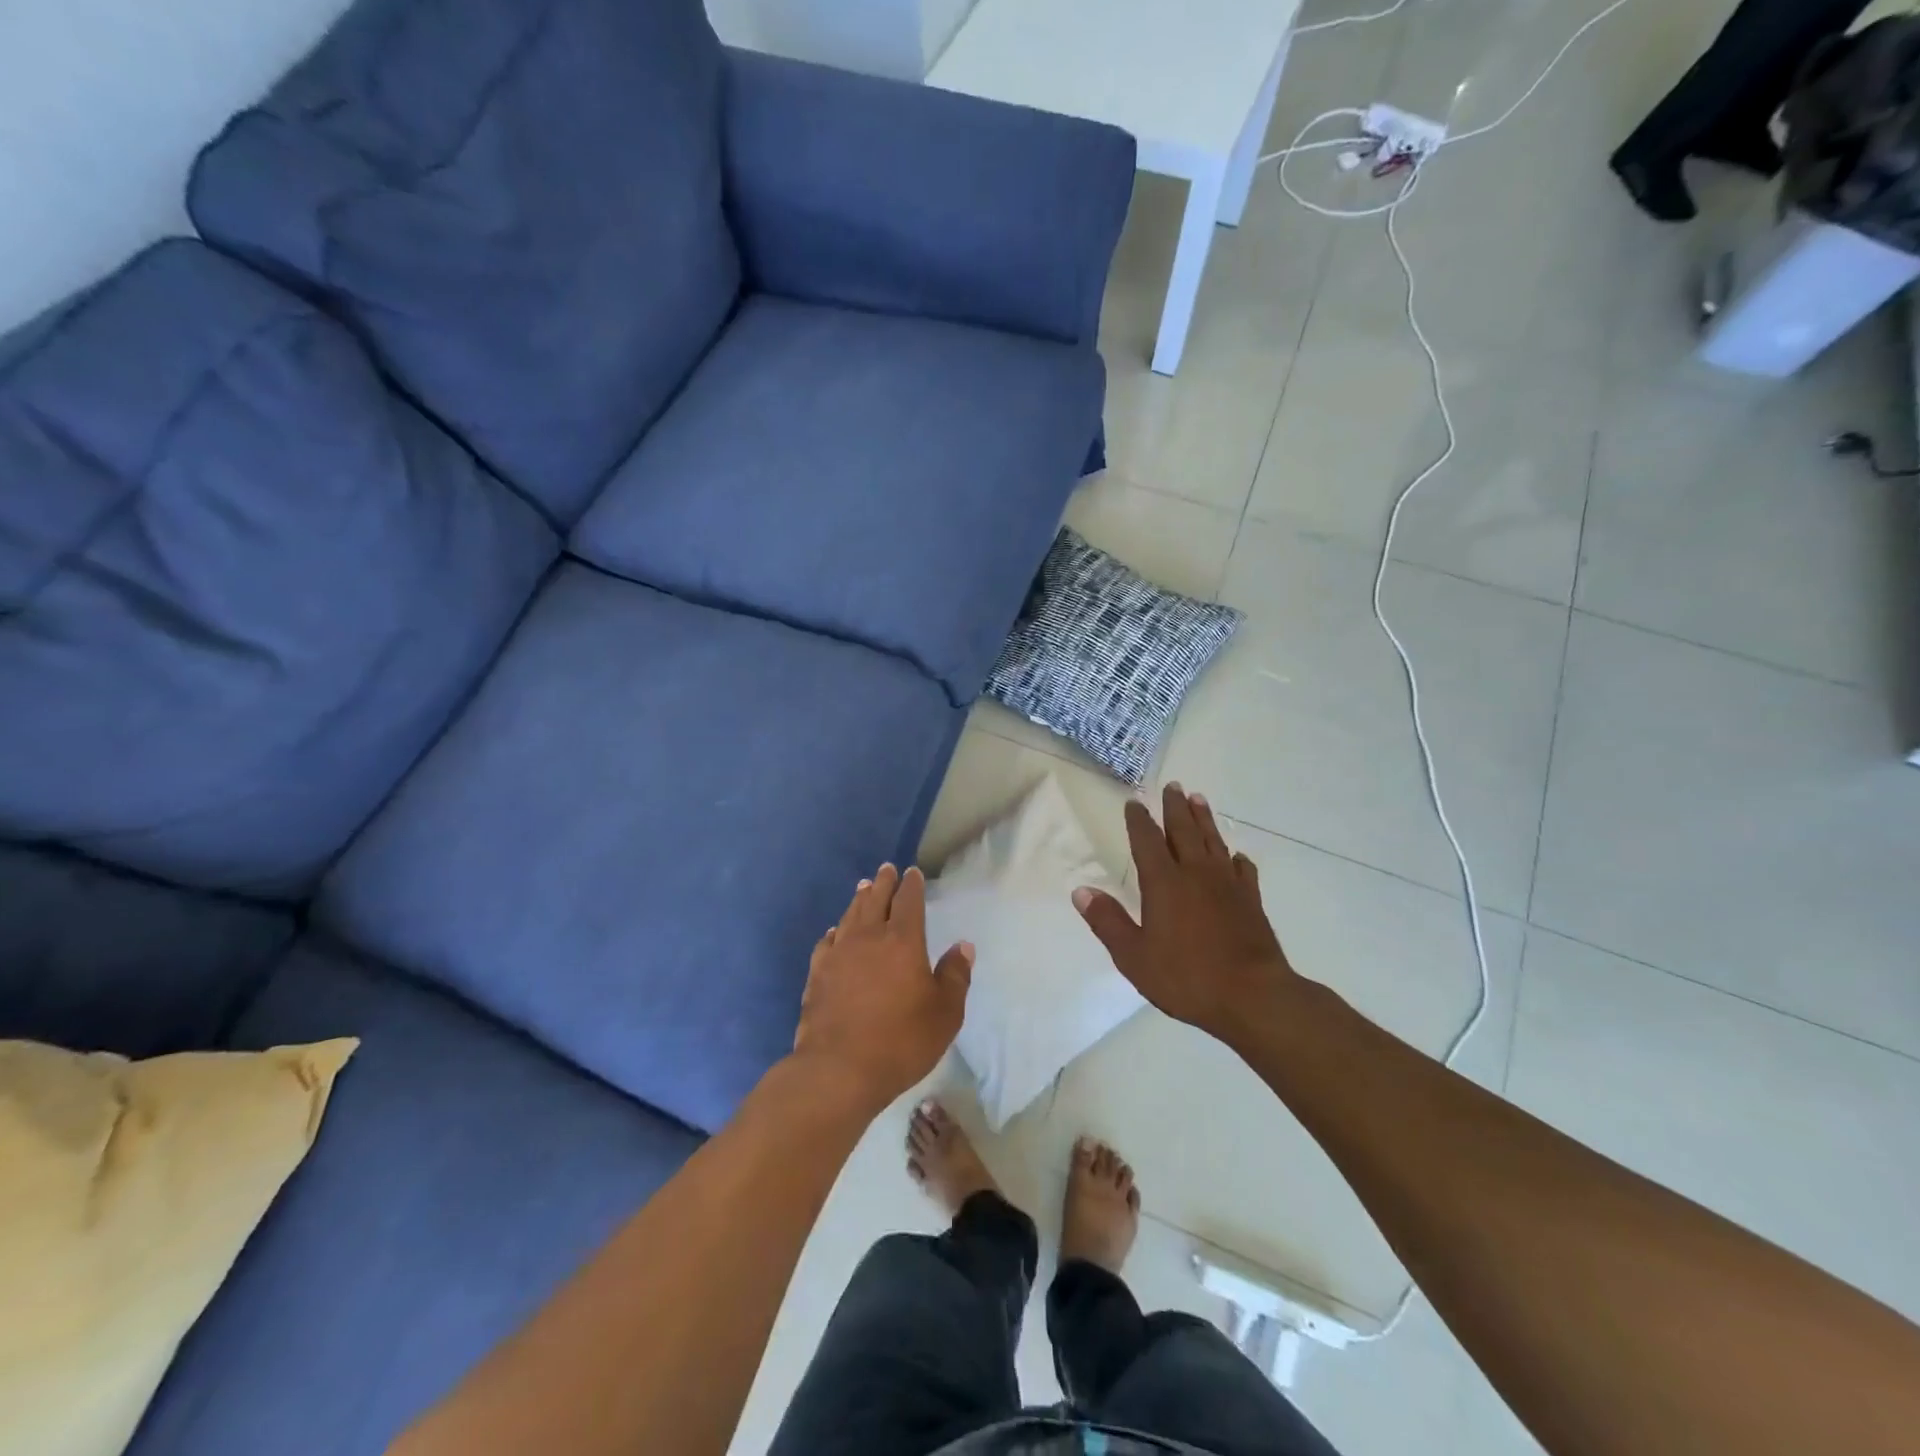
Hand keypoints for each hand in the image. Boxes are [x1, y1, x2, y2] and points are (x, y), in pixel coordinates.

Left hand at [791, 864, 973, 1112]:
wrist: (839, 1069)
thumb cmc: (901, 1041)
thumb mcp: (945, 1014)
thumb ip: (955, 976)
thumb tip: (963, 946)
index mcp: (903, 941)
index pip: (908, 901)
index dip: (911, 885)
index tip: (912, 873)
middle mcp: (869, 937)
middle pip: (876, 900)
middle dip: (884, 883)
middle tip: (886, 869)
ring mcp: (838, 954)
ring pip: (850, 916)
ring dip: (859, 899)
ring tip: (863, 888)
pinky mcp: (817, 973)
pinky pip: (828, 942)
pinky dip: (835, 931)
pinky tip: (835, 932)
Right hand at [1073, 785, 1294, 1044]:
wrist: (1253, 997)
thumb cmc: (1187, 977)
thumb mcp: (1134, 957)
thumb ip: (1108, 922)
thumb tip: (1081, 891)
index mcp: (1164, 883)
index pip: (1147, 841)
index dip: (1139, 821)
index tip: (1134, 803)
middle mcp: (1196, 874)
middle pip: (1184, 831)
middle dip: (1175, 808)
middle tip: (1173, 786)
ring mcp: (1228, 885)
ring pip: (1214, 842)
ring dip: (1204, 820)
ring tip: (1198, 799)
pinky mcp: (1252, 901)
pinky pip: (1244, 871)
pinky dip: (1237, 859)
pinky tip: (1236, 857)